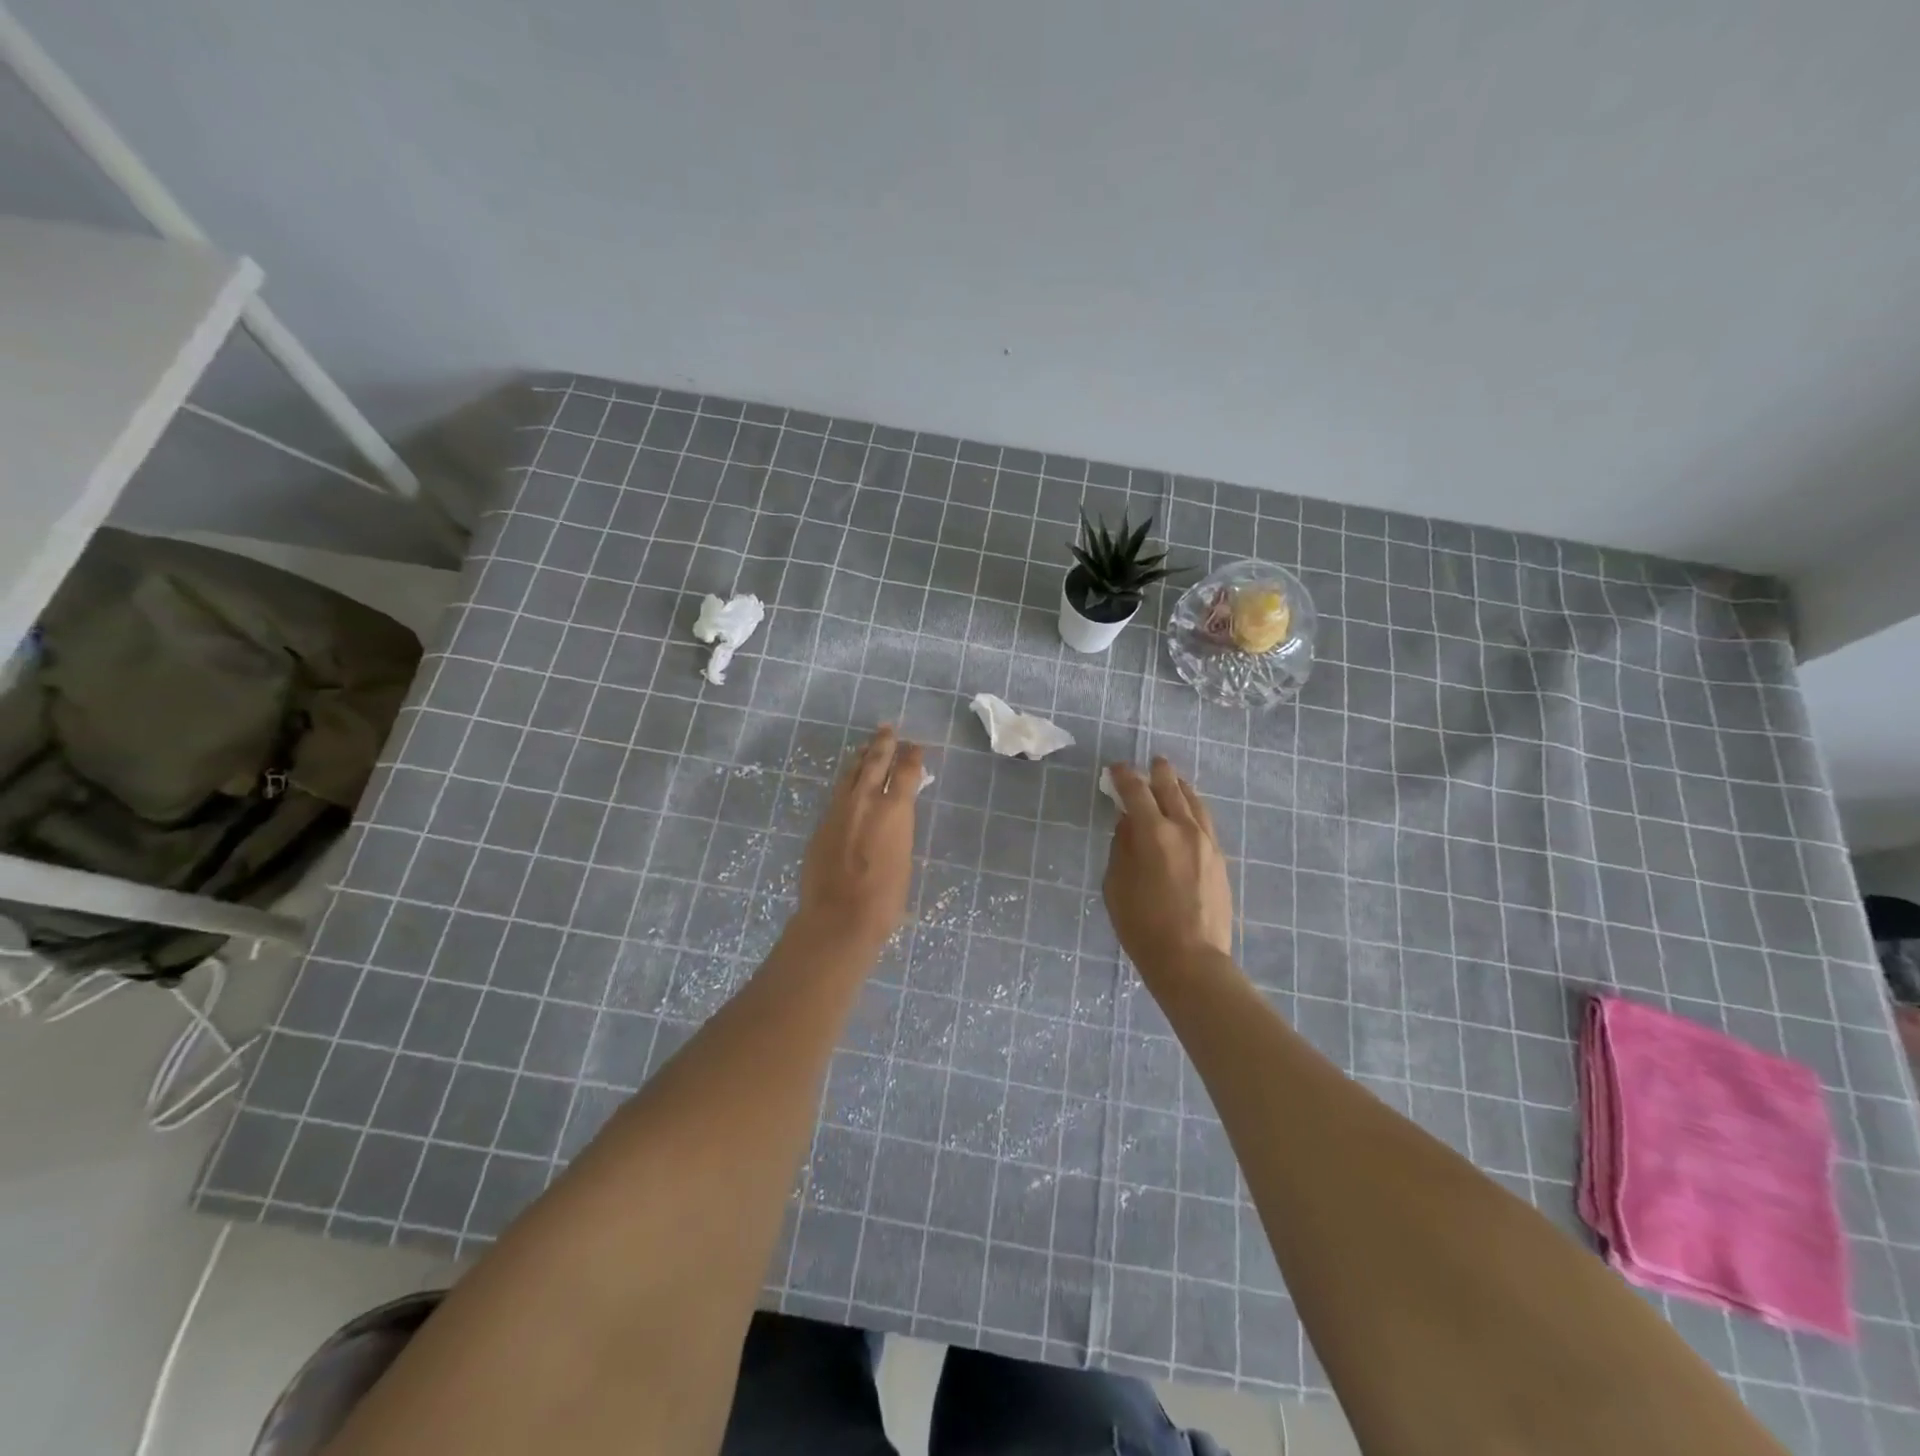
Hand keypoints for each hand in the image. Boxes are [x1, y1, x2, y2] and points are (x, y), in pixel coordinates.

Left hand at [795, 725, 925, 954]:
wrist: (838, 917)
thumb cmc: (884, 897)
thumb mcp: (904, 857)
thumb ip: (899, 829)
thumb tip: (894, 816)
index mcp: (894, 810)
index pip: (906, 772)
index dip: (912, 756)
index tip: (916, 747)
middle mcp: (866, 801)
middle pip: (875, 762)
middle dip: (884, 744)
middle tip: (888, 729)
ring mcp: (839, 810)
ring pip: (851, 773)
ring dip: (861, 758)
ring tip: (867, 746)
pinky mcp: (822, 823)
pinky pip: (838, 792)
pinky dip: (847, 781)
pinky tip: (849, 781)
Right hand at [1103, 758, 1235, 985]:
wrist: (1191, 959)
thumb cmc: (1142, 925)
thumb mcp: (1116, 884)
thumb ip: (1121, 847)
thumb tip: (1128, 823)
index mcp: (1154, 834)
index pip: (1137, 792)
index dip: (1124, 777)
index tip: (1115, 769)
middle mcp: (1184, 830)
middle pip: (1172, 789)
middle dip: (1159, 773)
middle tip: (1152, 762)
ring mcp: (1207, 844)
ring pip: (1195, 803)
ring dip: (1181, 787)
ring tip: (1173, 779)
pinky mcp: (1219, 860)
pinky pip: (1206, 822)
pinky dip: (1194, 808)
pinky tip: (1189, 811)